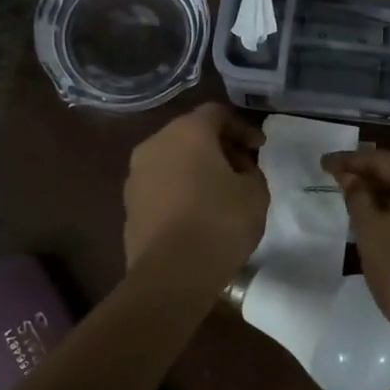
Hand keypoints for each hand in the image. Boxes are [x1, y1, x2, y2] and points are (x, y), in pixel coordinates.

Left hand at [124, 104, 268, 280]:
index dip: (242, 128)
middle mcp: (155, 145)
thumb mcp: (256, 193)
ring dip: (197, 169)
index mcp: (187, 132)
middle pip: (191, 134)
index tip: (260, 149)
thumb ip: (251, 172)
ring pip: (173, 160)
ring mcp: (136, 176)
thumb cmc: (219, 223)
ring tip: (221, 193)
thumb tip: (238, 171)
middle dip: (219, 147)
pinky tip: (198, 213)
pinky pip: (161, 186)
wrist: (171, 275)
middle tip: (243, 169)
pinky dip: (180, 190)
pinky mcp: (129, 206)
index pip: (217, 113)